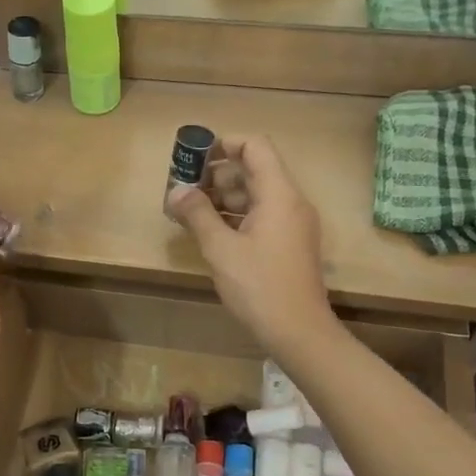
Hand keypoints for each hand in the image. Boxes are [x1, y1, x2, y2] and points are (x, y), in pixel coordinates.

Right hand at [165, 137, 333, 357]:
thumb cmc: (259, 286)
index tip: (194, 156)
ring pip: (256, 195)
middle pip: (254, 170)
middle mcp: (291, 202)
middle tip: (184, 188)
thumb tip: (177, 191)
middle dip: (217, 174)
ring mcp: (293, 224)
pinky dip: (236, 216)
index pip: (255, 147)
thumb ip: (198, 214)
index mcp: (279, 195)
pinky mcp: (290, 244)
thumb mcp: (221, 249)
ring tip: (190, 211)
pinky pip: (261, 216)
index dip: (224, 144)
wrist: (299, 332)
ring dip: (223, 197)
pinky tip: (210, 231)